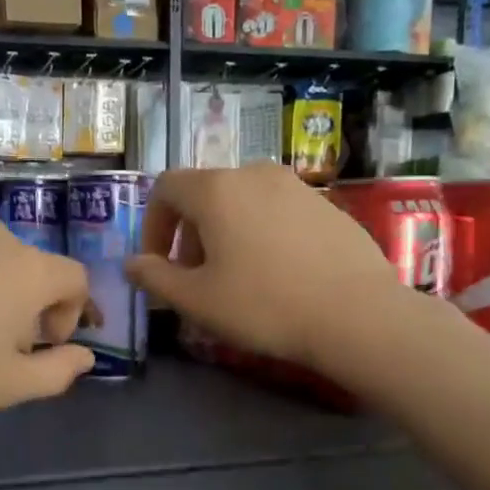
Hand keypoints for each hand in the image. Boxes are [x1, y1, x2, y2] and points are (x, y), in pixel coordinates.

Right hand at [126, 164, 404, 370]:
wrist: (356, 314)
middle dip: (189, 234)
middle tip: (194, 278)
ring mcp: (296, 186)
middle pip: (205, 194)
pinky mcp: (326, 205)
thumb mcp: (196, 300)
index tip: (158, 264)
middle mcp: (254, 174)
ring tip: (234, 277)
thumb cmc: (263, 305)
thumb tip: (132, 263)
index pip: (166, 188)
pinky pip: (276, 212)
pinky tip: (276, 274)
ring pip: (242, 202)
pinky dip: (260, 233)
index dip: (152, 225)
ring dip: (224, 234)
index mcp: (216, 190)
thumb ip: (155, 277)